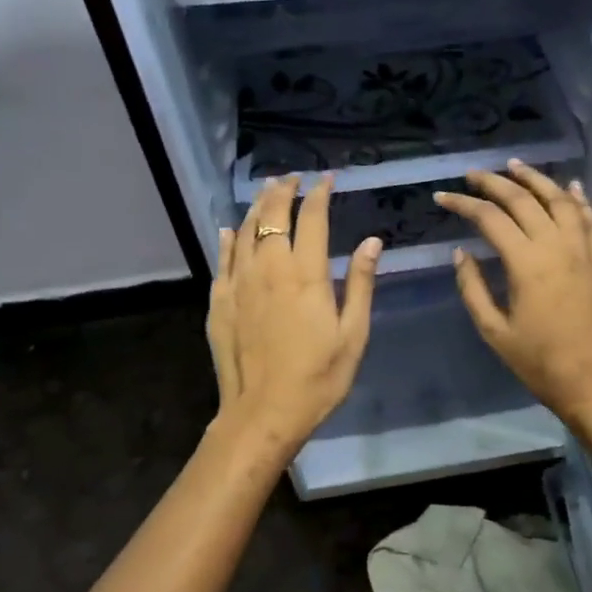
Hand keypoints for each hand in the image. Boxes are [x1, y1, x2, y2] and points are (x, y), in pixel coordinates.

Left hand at [206, 175, 380, 450]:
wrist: (263, 413)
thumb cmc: (318, 378)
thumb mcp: (353, 334)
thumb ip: (360, 284)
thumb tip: (371, 242)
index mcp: (306, 275)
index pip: (312, 219)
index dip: (319, 194)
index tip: (326, 179)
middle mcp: (269, 269)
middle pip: (272, 216)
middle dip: (283, 191)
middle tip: (293, 177)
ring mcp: (239, 284)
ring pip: (244, 232)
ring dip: (256, 207)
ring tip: (267, 193)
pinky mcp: (219, 302)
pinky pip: (222, 259)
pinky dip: (227, 239)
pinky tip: (228, 229)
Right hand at [434, 161, 591, 444]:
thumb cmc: (541, 364)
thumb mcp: (495, 331)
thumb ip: (473, 288)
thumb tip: (461, 254)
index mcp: (527, 263)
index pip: (490, 218)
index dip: (463, 204)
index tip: (442, 198)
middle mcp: (557, 245)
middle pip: (524, 200)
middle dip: (494, 182)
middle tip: (473, 174)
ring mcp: (585, 250)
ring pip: (560, 200)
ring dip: (536, 179)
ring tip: (515, 166)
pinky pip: (590, 219)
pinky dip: (577, 199)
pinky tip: (569, 188)